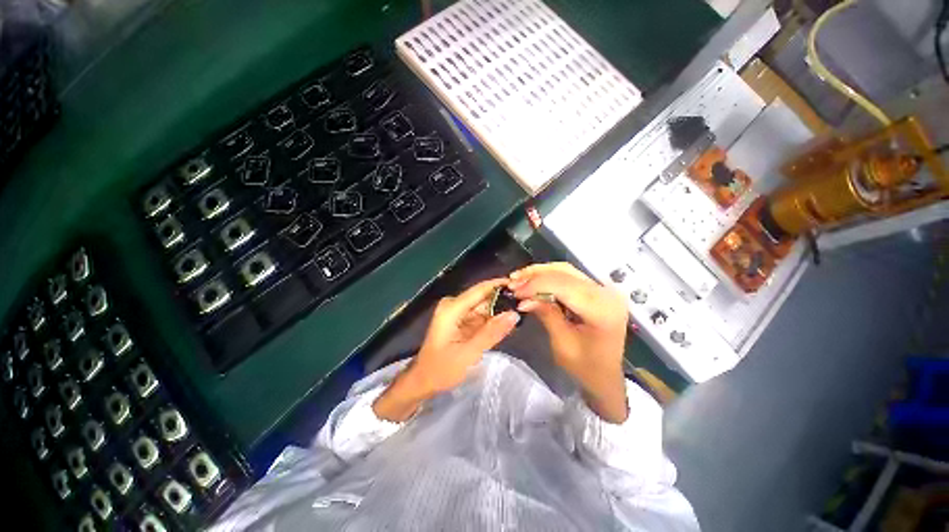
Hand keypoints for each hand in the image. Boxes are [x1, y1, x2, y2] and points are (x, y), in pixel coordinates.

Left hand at [373, 279, 519, 421]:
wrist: (423, 382)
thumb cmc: (441, 370)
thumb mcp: (469, 353)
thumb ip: (492, 333)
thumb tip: (514, 314)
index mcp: (452, 308)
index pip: (480, 289)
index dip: (500, 285)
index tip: (521, 286)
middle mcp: (454, 305)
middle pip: (483, 297)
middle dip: (503, 300)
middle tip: (525, 304)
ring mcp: (456, 313)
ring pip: (483, 306)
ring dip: (499, 311)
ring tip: (521, 313)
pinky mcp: (460, 321)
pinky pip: (480, 316)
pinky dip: (492, 320)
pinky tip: (507, 324)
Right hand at [509, 263, 629, 422]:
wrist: (606, 376)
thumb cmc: (585, 367)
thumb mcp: (562, 343)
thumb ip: (546, 314)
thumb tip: (523, 298)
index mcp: (602, 310)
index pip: (564, 286)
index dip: (536, 285)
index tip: (513, 290)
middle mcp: (607, 293)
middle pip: (565, 273)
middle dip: (535, 275)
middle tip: (513, 282)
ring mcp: (604, 289)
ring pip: (566, 270)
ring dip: (540, 272)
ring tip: (519, 278)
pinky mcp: (598, 290)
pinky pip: (570, 276)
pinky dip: (549, 276)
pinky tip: (533, 280)